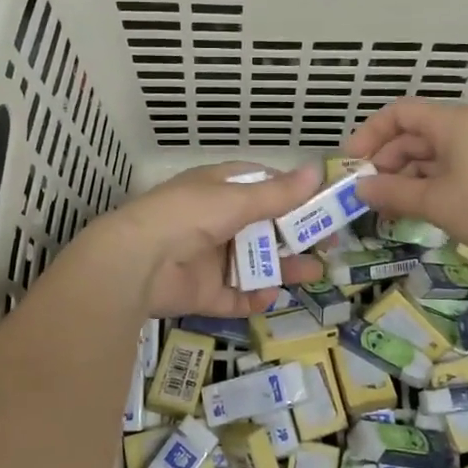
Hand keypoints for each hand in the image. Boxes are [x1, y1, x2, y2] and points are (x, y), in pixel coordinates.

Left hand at [94, 162, 325, 317]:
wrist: (137, 262)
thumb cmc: (189, 216)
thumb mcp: (237, 199)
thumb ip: (278, 193)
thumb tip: (317, 170)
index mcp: (218, 190)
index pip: (261, 187)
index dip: (292, 195)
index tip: (323, 204)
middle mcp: (215, 222)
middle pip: (263, 228)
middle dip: (295, 236)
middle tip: (329, 244)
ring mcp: (208, 259)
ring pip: (253, 263)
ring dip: (282, 267)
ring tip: (314, 273)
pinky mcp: (202, 293)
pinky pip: (234, 296)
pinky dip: (253, 297)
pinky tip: (270, 295)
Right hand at [344, 100, 467, 263]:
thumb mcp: (435, 201)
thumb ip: (392, 193)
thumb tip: (359, 189)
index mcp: (448, 123)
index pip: (398, 114)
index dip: (370, 134)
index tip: (352, 162)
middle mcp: (461, 129)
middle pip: (411, 136)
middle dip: (385, 162)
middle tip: (366, 193)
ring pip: (428, 157)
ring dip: (404, 179)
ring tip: (386, 209)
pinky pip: (446, 171)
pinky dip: (426, 187)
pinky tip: (415, 211)